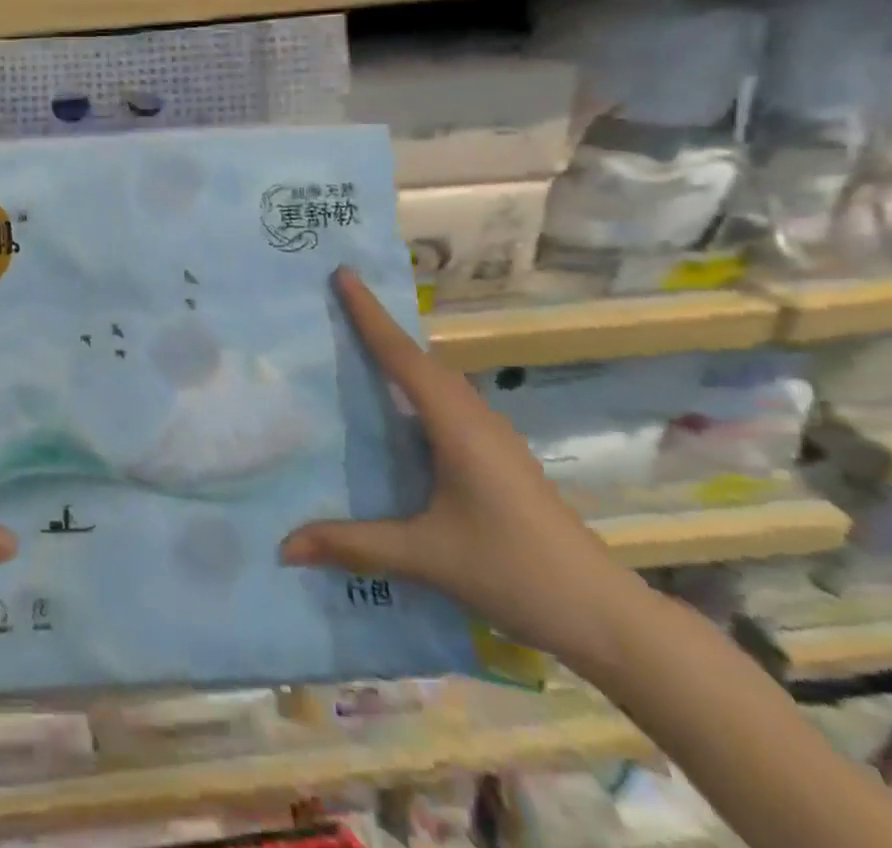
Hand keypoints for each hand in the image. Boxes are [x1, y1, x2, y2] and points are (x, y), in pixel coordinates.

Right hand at [280, 268, 649, 666]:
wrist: (605, 616)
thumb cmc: (513, 571)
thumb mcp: (425, 557)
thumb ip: (354, 544)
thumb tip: (285, 546)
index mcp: (456, 425)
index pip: (402, 356)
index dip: (369, 314)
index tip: (343, 274)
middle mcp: (475, 418)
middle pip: (420, 359)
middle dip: (380, 327)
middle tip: (338, 303)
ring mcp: (493, 437)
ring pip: (438, 381)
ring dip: (401, 357)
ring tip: (359, 348)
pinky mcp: (500, 458)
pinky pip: (448, 403)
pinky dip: (417, 387)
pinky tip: (401, 412)